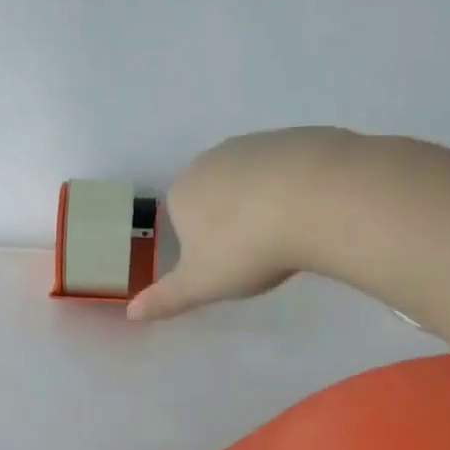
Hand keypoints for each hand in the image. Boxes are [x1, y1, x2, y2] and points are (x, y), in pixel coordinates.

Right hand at [128, 128, 352, 320]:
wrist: (318, 199)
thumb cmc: (245, 248)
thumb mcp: (201, 285)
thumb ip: (165, 299)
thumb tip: (131, 313)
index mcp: (182, 192)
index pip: (181, 216)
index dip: (201, 242)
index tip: (225, 263)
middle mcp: (213, 159)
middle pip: (216, 193)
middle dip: (231, 218)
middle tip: (257, 251)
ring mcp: (257, 143)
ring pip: (254, 178)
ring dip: (264, 201)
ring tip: (290, 233)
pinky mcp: (299, 136)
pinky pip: (292, 167)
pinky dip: (298, 186)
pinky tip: (316, 210)